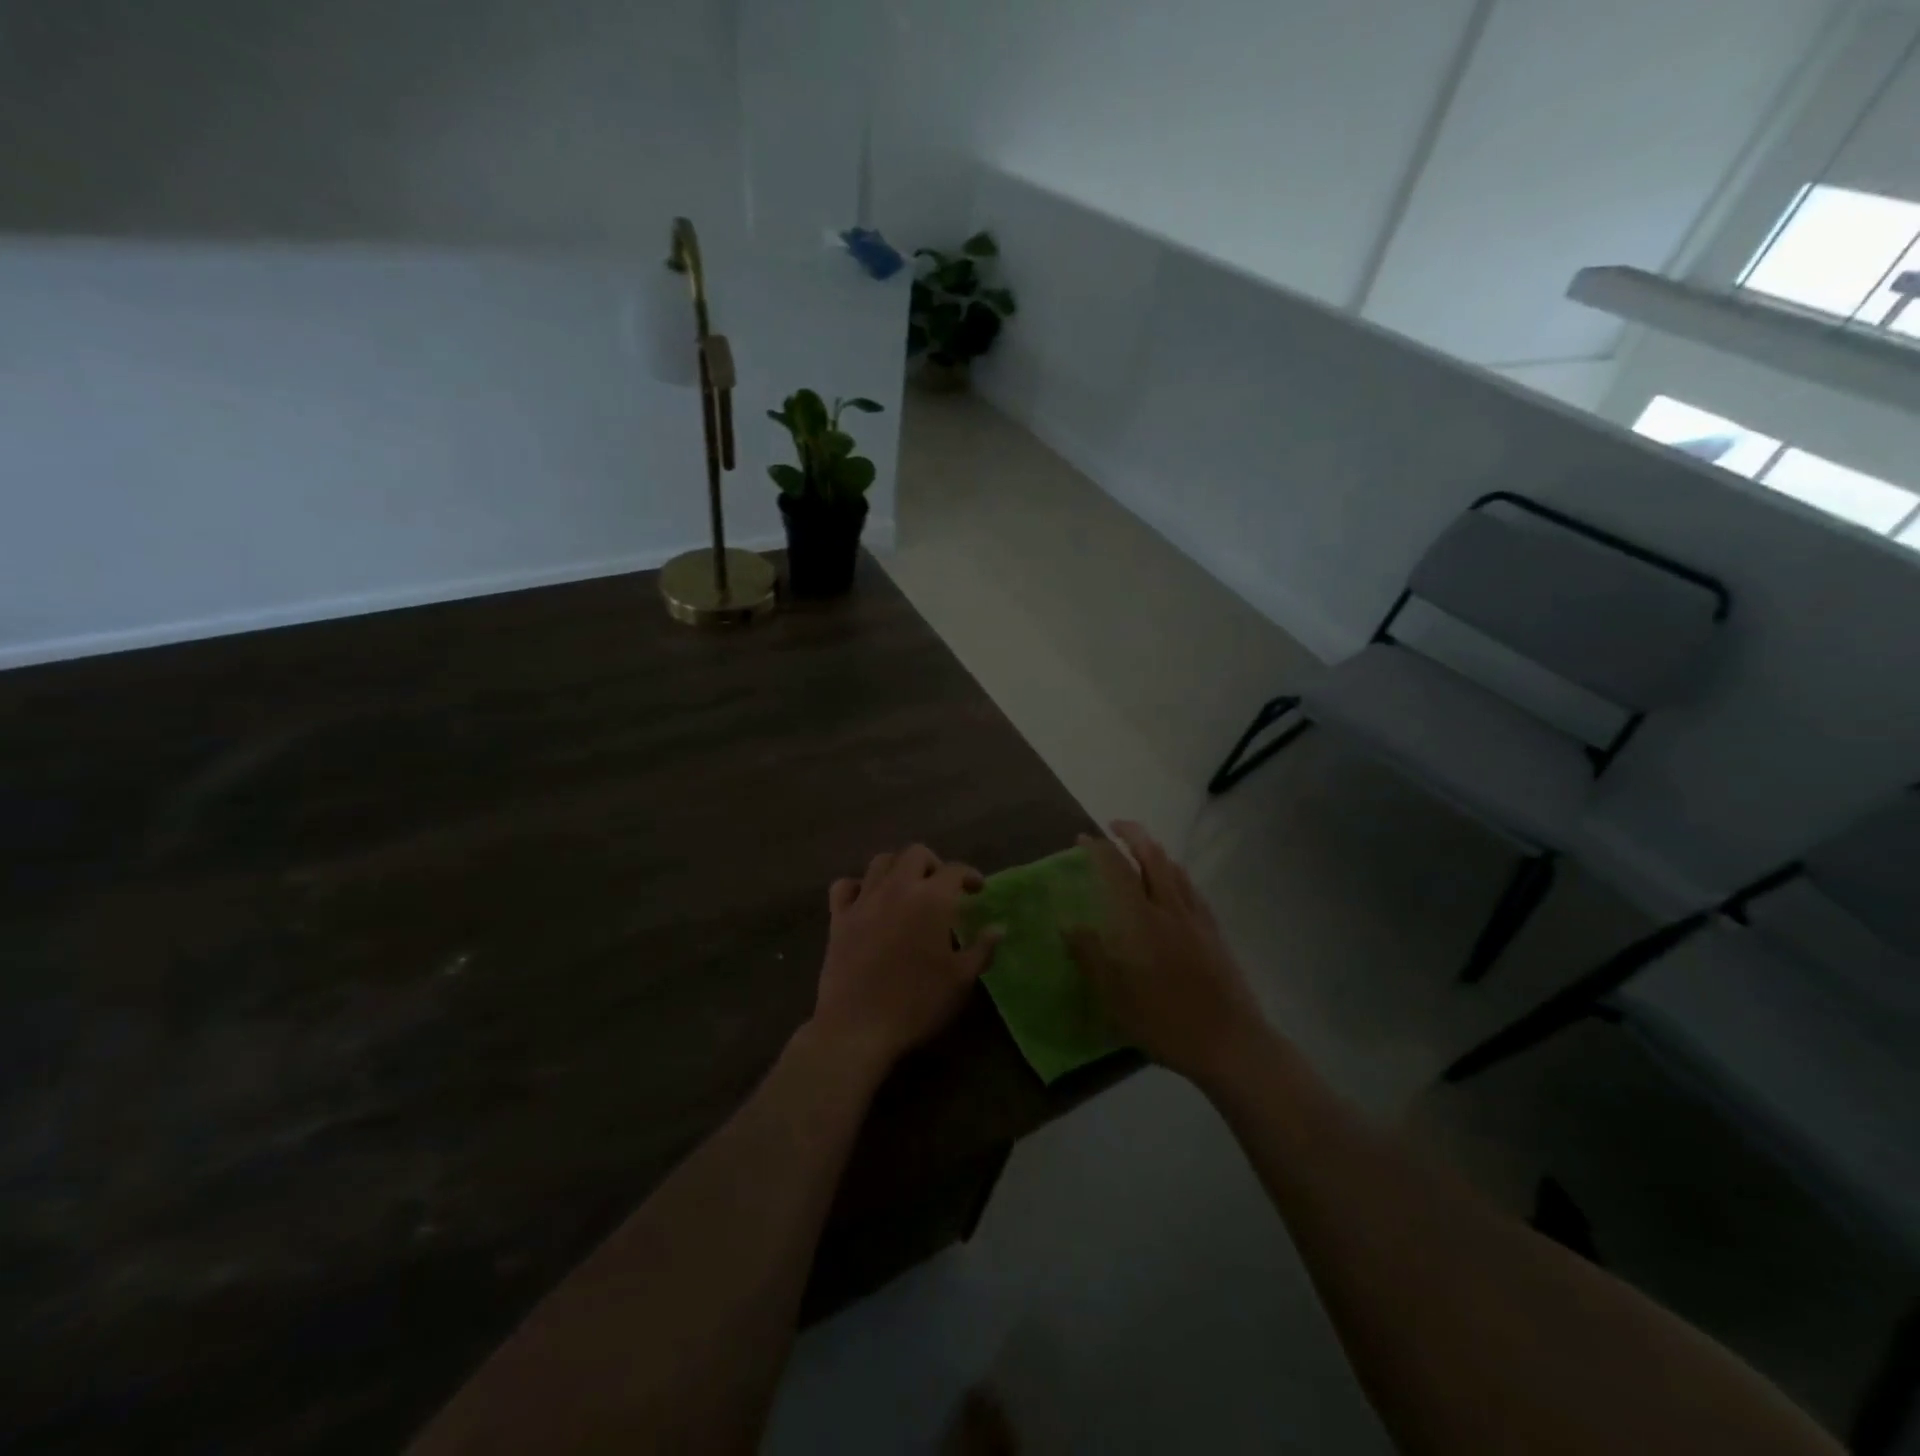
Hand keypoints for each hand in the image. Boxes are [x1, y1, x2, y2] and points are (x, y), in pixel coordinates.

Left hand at [810, 844, 1003, 1072]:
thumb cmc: (917, 1004)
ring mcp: (864, 900)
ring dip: (898, 867)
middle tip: (942, 888)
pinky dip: (858, 886)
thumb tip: (998, 928)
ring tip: (907, 888)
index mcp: (931, 899)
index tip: (978, 890)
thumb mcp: (961, 980)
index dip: (970, 875)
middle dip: (934, 864)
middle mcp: (897, 888)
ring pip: (880, 861)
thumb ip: (982, 949)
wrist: (857, 1027)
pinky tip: (867, 900)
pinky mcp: (839, 918)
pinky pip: (845, 886)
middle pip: (915, 854)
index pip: (955, 870)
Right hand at [1066, 821, 1266, 1086]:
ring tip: (1139, 850)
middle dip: (1133, 834)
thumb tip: (1068, 924)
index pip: (1118, 871)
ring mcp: (1198, 919)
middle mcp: (1171, 910)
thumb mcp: (1117, 998)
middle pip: (1154, 856)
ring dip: (1155, 850)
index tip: (1083, 838)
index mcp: (1143, 922)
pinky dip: (1175, 873)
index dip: (1099, 849)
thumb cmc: (1167, 1023)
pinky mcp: (1215, 932)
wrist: (1232, 1043)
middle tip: (1113, 828)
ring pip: (1176, 869)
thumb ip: (1091, 957)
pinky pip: (1192, 888)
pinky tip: (1172, 885)